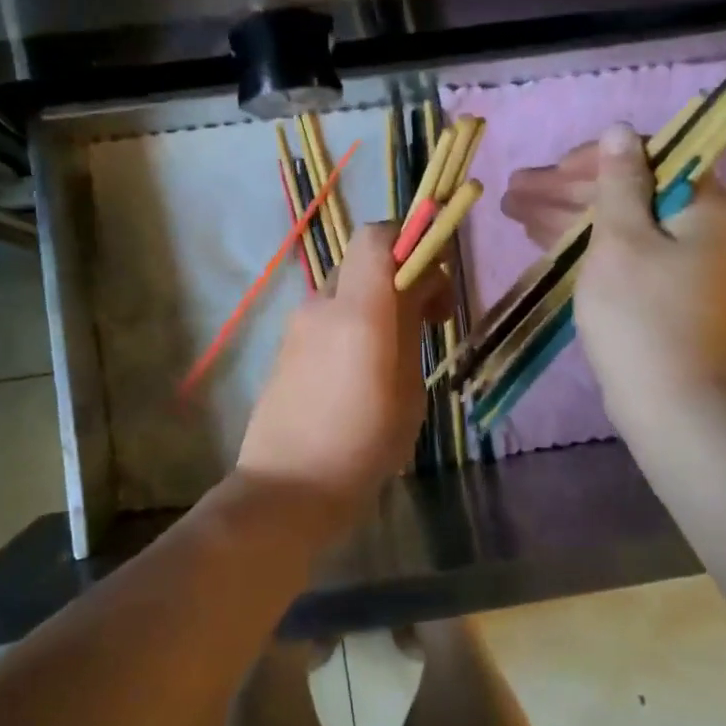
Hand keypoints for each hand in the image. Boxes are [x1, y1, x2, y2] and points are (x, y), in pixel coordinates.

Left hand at [237, 226, 449, 509]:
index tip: (439, 273)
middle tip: (429, 319)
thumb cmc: (363, 445)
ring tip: (399, 351)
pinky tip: (364, 369)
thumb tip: (413, 292)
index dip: (412, 238)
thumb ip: (408, 327)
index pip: (378, 236)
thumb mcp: (407, 387)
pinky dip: (353, 322)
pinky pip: (327, 318)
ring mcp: (297, 327)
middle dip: (401, 275)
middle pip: (363, 261)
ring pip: (345, 291)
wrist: (288, 489)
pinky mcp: (285, 349)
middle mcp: (321, 306)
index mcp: (358, 311)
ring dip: (377, 302)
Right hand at [502, 125, 725, 436]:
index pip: (648, 156)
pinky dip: (579, 240)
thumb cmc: (642, 313)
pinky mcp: (654, 287)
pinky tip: (538, 233)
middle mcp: (695, 224)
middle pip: (625, 189)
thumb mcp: (622, 239)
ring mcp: (674, 259)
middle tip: (514, 188)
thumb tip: (618, 130)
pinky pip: (614, 249)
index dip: (593, 159)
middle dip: (566, 188)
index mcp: (702, 204)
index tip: (550, 171)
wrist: (668, 399)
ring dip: (564, 212)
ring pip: (614, 221)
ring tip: (512, 207)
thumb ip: (618, 182)